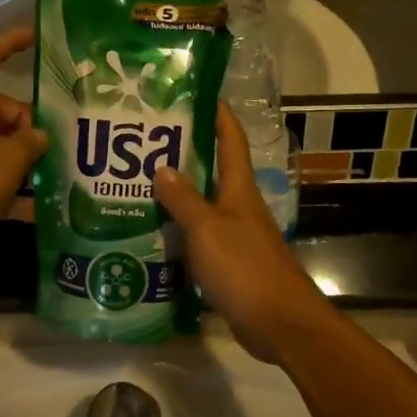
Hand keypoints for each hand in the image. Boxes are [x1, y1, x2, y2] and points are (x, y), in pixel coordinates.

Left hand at [0, 28, 46, 258]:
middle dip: (32, 125)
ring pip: (4, 145)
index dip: (12, 42)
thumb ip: (32, 142)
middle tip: (60, 144)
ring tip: (61, 171)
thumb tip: (41, 137)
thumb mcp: (9, 159)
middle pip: (5, 110)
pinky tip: (43, 206)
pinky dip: (17, 190)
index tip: (37, 35)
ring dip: (28, 158)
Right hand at [154, 107, 335, 362]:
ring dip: (177, 196)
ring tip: (138, 186)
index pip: (231, 140)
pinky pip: (199, 238)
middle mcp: (239, 206)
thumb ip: (184, 199)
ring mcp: (235, 236)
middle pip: (213, 171)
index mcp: (239, 189)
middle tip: (145, 144)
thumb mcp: (207, 229)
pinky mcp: (229, 264)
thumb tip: (162, 167)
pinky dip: (179, 232)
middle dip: (184, 155)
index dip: (218, 115)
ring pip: (203, 206)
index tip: (197, 94)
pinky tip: (153, 235)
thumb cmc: (244, 267)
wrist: (278, 322)